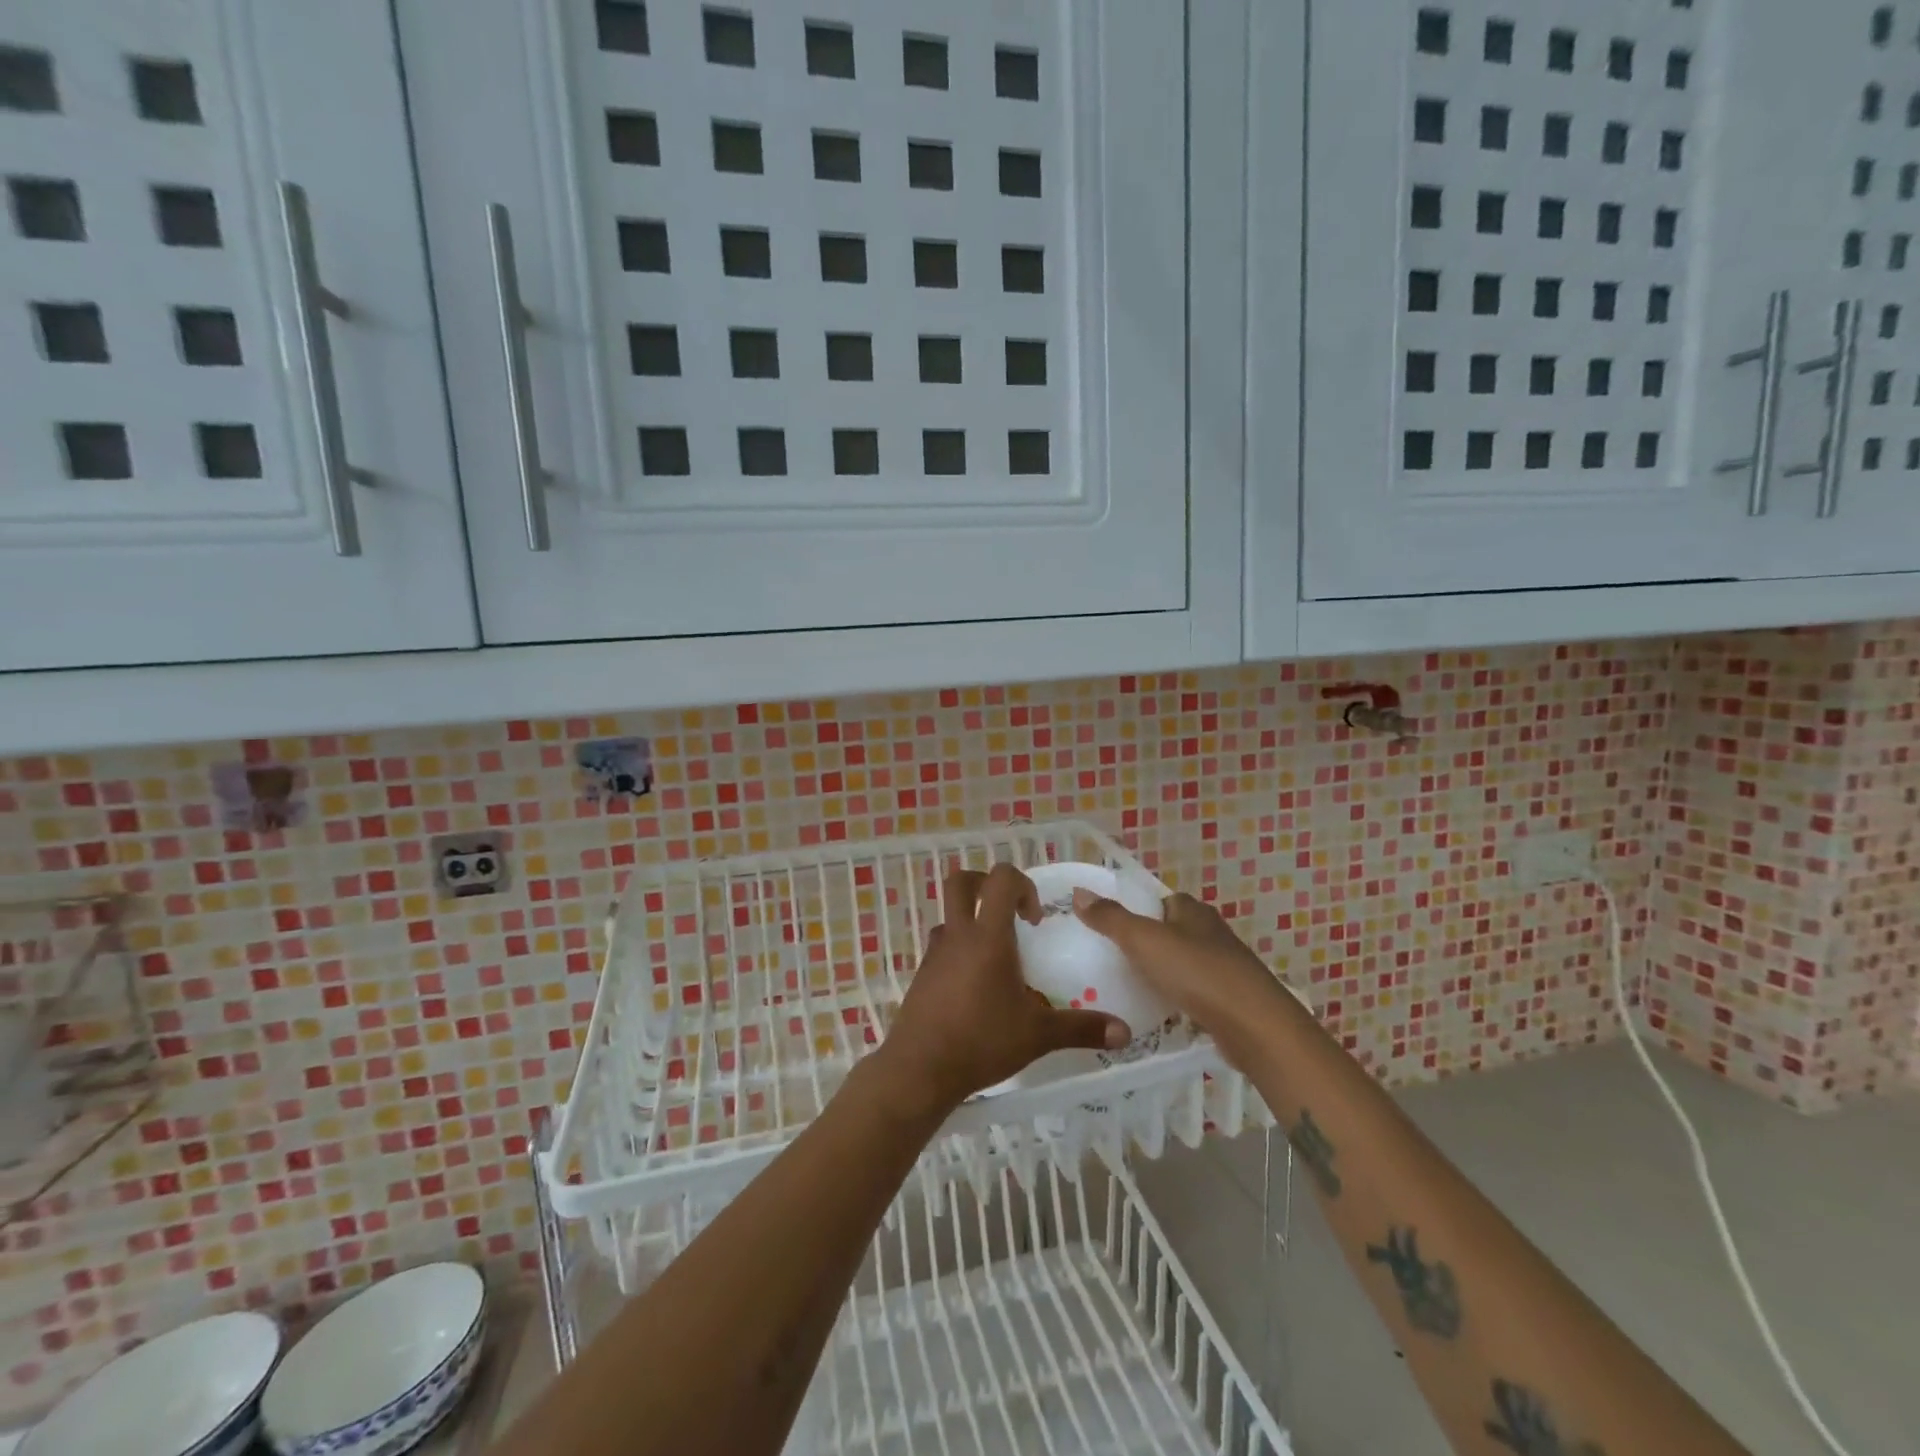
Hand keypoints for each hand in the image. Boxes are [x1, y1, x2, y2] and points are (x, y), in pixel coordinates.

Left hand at [879, 864, 1131, 1110]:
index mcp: (988, 936)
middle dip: (986, 885)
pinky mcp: (921, 975)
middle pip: (961, 882)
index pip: (1001, 879)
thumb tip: (1125, 1032)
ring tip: (996, 959)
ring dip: (972, 922)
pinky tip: (975, 989)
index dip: (1023, 885)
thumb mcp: (1038, 1035)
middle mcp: (958, 935)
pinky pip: (941, 947)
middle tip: (1009, 915)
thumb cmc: (981, 1041)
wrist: (920, 1069)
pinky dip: (959, 953)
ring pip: (949, 915)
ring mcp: (934, 954)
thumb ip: (1082, 1028)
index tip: (1035, 920)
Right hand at [1071, 888, 1294, 1056]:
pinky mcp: (1231, 999)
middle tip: (1113, 959)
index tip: (1112, 928)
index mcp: (1192, 910)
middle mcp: (1211, 932)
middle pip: (1172, 931)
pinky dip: (1179, 998)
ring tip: (1130, 987)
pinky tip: (1161, 1012)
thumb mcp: (1144, 940)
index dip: (1138, 910)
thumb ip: (1110, 918)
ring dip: (1163, 973)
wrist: (1254, 1026)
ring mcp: (1224, 966)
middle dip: (1148, 943)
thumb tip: (1079, 892)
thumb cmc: (1196, 972)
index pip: (1161, 901)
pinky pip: (1196, 992)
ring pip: (1184, 963)